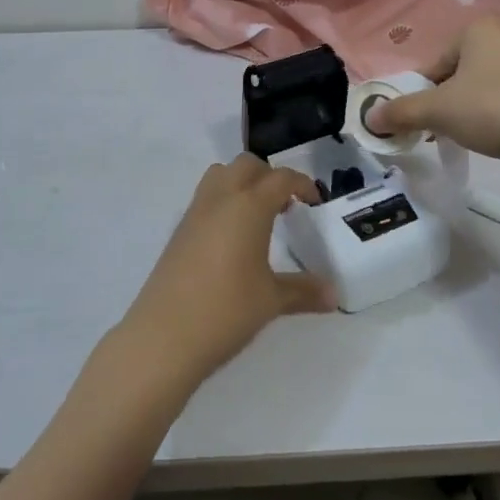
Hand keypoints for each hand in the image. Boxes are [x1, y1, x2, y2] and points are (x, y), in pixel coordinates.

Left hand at [116, 156, 334, 390]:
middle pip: (247, 165)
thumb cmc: (226, 310)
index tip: (314, 202)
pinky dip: (223, 201)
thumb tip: (335, 294)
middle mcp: (221, 198)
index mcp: (249, 206)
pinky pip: (205, 197)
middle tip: (285, 206)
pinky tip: (232, 238)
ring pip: (221, 174)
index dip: (301, 184)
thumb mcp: (271, 300)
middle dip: (269, 176)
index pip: (280, 178)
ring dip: (242, 182)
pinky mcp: (179, 230)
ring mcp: (195, 212)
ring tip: (258, 216)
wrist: (164, 335)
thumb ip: (304, 291)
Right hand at [368, 15, 499, 171]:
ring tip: (475, 136)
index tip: (427, 121)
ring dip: (473, 108)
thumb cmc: (495, 110)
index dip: (425, 94)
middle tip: (447, 130)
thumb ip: (402, 112)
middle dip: (449, 101)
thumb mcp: (439, 111)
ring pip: (486, 84)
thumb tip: (369, 118)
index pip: (435, 63)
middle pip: (460, 72)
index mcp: (479, 27)